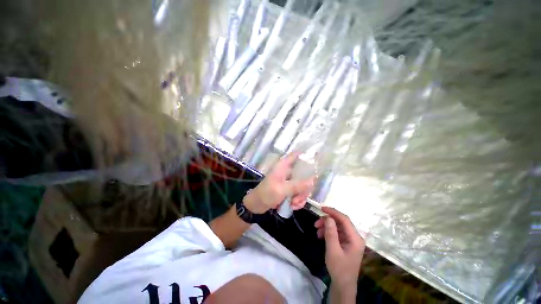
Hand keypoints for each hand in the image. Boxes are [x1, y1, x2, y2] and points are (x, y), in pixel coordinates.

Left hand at [243, 152, 314, 213]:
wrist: (257, 205)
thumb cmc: (266, 194)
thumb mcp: (282, 190)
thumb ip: (297, 185)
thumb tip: (313, 180)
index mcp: (283, 166)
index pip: (296, 154)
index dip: (306, 155)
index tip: (315, 163)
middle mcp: (288, 171)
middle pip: (304, 174)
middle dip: (304, 188)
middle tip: (298, 198)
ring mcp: (289, 180)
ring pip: (303, 185)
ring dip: (300, 197)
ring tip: (293, 204)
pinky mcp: (289, 189)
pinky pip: (299, 193)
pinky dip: (298, 200)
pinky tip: (293, 206)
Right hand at [315, 207, 364, 288]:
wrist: (343, 285)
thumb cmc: (339, 269)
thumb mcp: (333, 250)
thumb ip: (331, 233)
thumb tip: (328, 217)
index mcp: (355, 238)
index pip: (344, 219)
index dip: (333, 212)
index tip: (321, 208)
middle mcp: (355, 237)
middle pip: (341, 222)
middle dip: (327, 221)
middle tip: (316, 223)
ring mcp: (351, 240)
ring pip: (338, 227)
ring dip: (327, 226)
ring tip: (317, 231)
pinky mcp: (347, 243)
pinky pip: (337, 233)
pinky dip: (328, 232)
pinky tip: (321, 235)